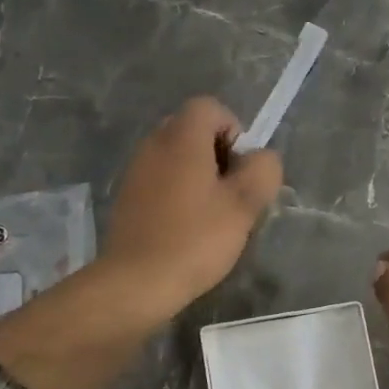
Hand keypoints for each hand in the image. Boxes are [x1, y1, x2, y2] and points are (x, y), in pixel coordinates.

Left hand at [100, 96, 282, 318]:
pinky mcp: (127, 197)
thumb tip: (262, 158)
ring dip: (198, 175)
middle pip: (192, 129)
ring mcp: (135, 171)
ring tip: (211, 214)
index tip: (242, 169)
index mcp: (181, 138)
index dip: (234, 131)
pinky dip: (177, 192)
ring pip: (175, 156)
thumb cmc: (195, 239)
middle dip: (217, 153)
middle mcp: (153, 144)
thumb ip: (262, 171)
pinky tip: (186, 228)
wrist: (136, 282)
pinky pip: (160, 179)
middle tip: (231, 192)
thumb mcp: (243, 205)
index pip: (210, 107)